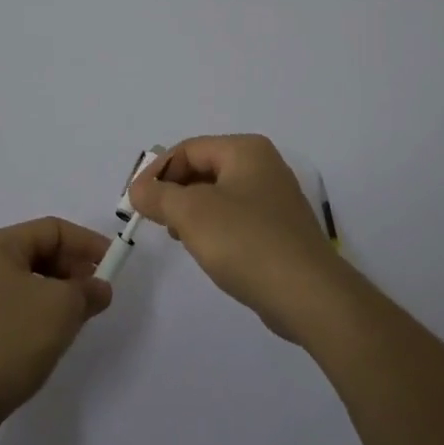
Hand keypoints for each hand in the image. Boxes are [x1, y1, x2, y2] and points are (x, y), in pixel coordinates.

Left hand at [0, 217, 113, 444]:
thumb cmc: (8, 339)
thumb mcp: (60, 308)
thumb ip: (87, 291)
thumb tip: (99, 288)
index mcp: (0, 246)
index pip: (53, 229)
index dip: (87, 243)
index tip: (114, 264)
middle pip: (40, 254)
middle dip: (74, 270)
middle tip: (99, 294)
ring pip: (30, 284)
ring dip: (59, 295)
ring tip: (81, 318)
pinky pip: (17, 309)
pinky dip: (41, 315)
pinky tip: (53, 339)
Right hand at [130, 134, 355, 342]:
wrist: (309, 295)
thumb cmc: (246, 242)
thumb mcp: (191, 214)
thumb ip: (158, 196)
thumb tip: (137, 190)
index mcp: (245, 150)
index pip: (188, 149)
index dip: (157, 172)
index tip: (135, 201)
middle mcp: (263, 166)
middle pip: (203, 169)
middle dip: (174, 191)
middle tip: (154, 218)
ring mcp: (274, 198)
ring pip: (218, 195)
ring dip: (192, 211)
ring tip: (177, 236)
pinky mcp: (279, 230)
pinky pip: (236, 218)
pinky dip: (214, 227)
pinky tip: (207, 250)